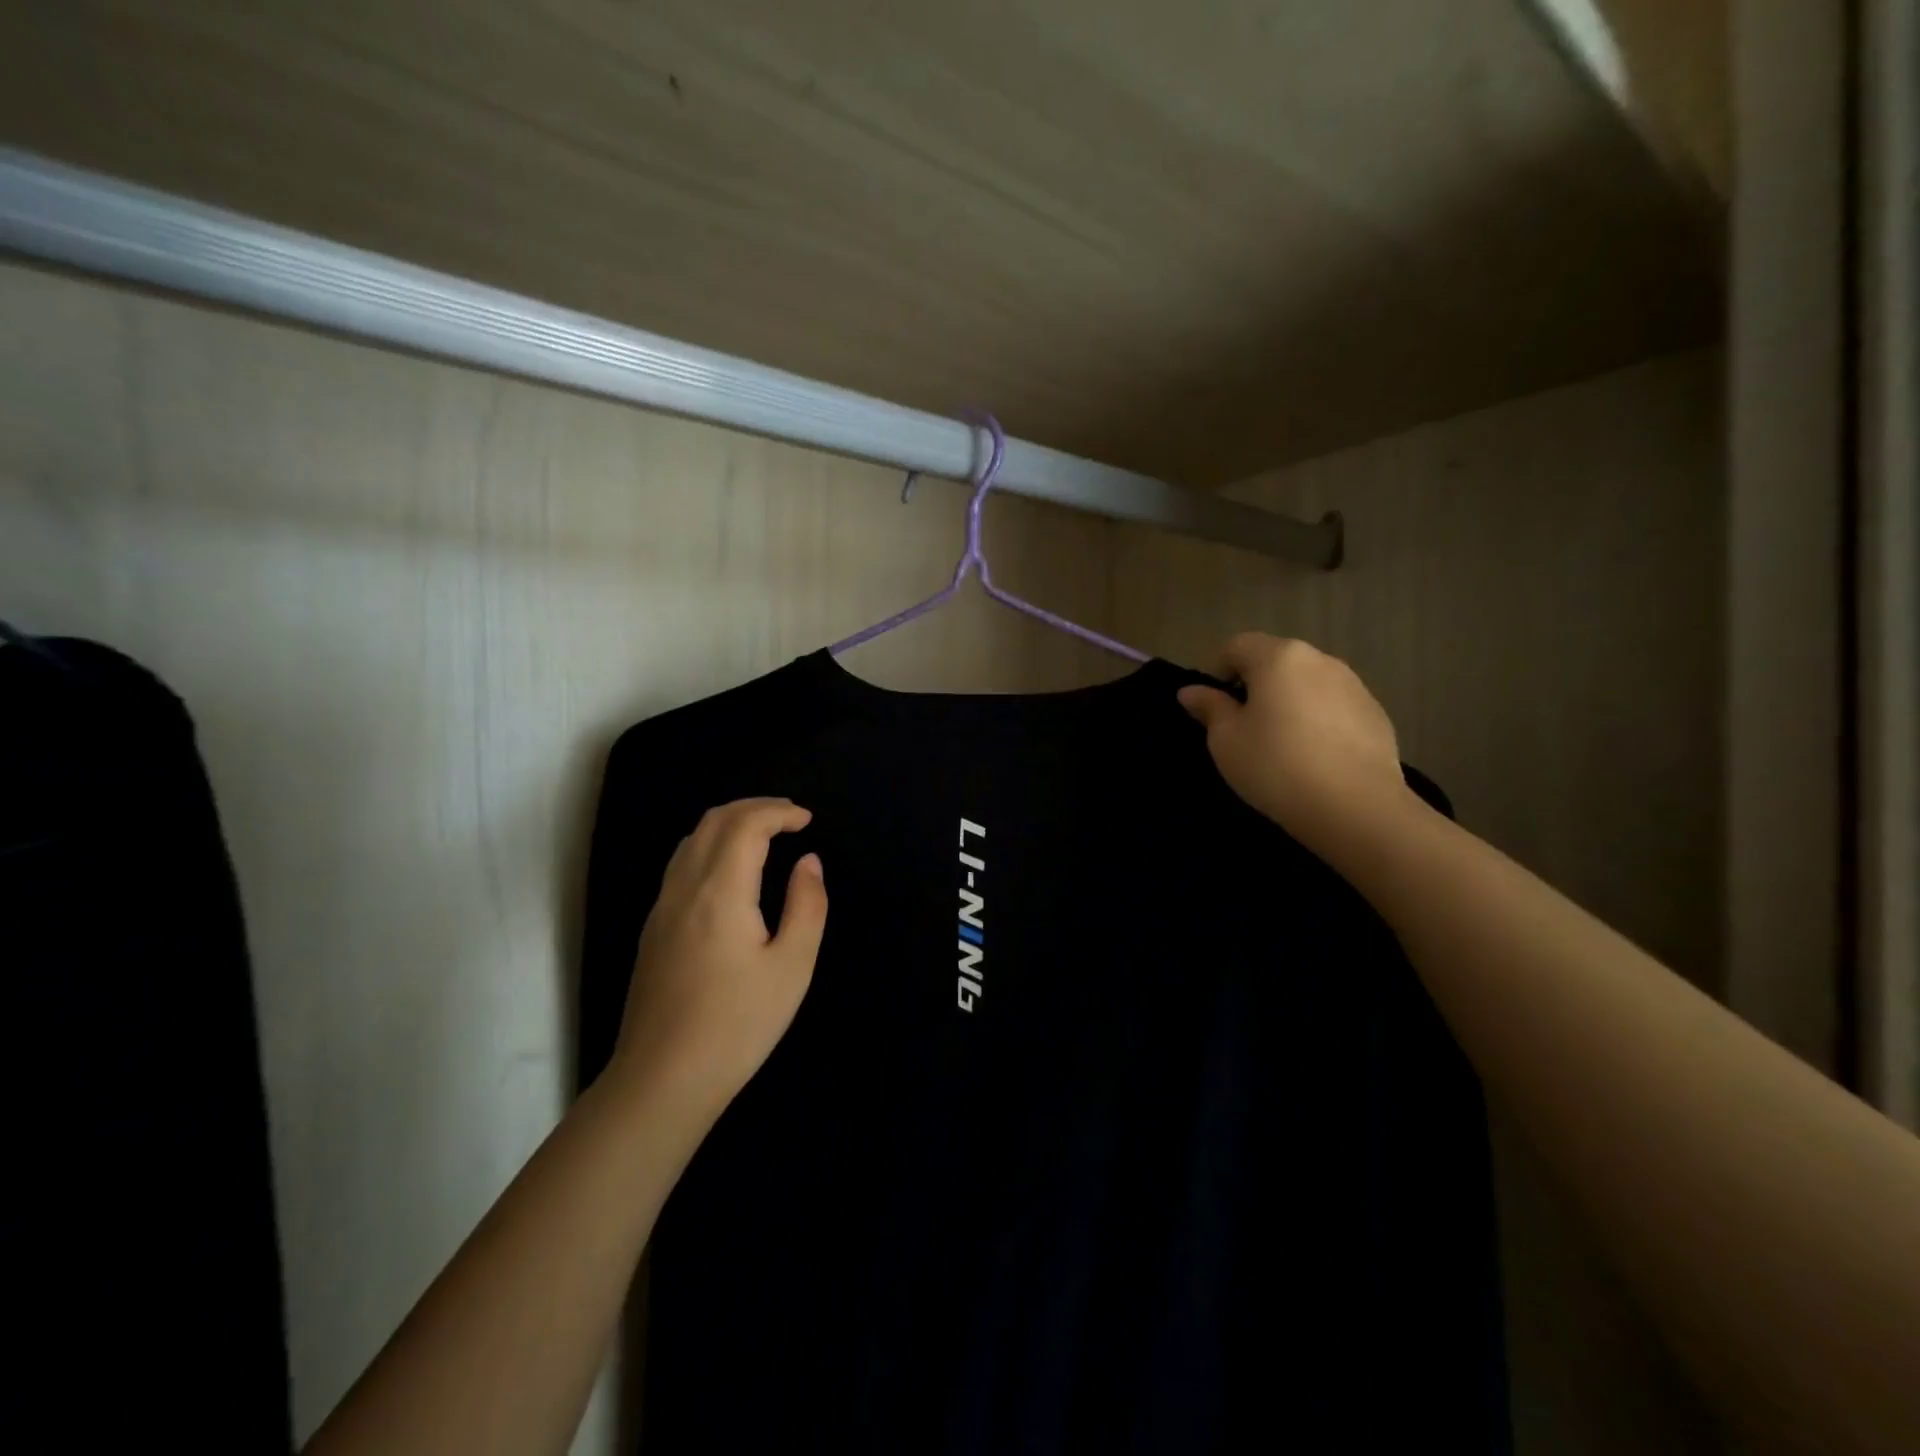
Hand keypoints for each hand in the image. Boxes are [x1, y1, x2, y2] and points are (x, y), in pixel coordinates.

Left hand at [608, 798, 826, 1117]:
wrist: (663, 1080)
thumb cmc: (737, 1024)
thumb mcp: (792, 967)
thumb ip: (807, 905)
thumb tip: (809, 863)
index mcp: (720, 891)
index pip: (745, 824)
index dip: (779, 812)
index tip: (807, 821)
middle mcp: (684, 888)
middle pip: (713, 821)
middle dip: (754, 808)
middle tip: (790, 819)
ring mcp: (661, 908)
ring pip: (692, 839)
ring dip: (730, 823)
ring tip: (764, 836)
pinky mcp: (653, 929)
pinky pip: (681, 864)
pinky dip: (711, 845)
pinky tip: (732, 871)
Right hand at [1177, 634, 1415, 860]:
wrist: (1356, 807)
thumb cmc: (1276, 766)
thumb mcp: (1226, 740)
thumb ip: (1210, 708)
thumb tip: (1192, 691)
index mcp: (1278, 658)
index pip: (1236, 646)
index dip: (1217, 672)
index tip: (1214, 709)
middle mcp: (1319, 659)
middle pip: (1275, 662)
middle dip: (1255, 687)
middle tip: (1244, 730)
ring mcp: (1354, 685)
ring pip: (1307, 684)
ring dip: (1289, 703)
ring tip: (1282, 746)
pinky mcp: (1376, 714)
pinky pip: (1334, 708)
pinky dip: (1318, 722)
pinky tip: (1315, 759)